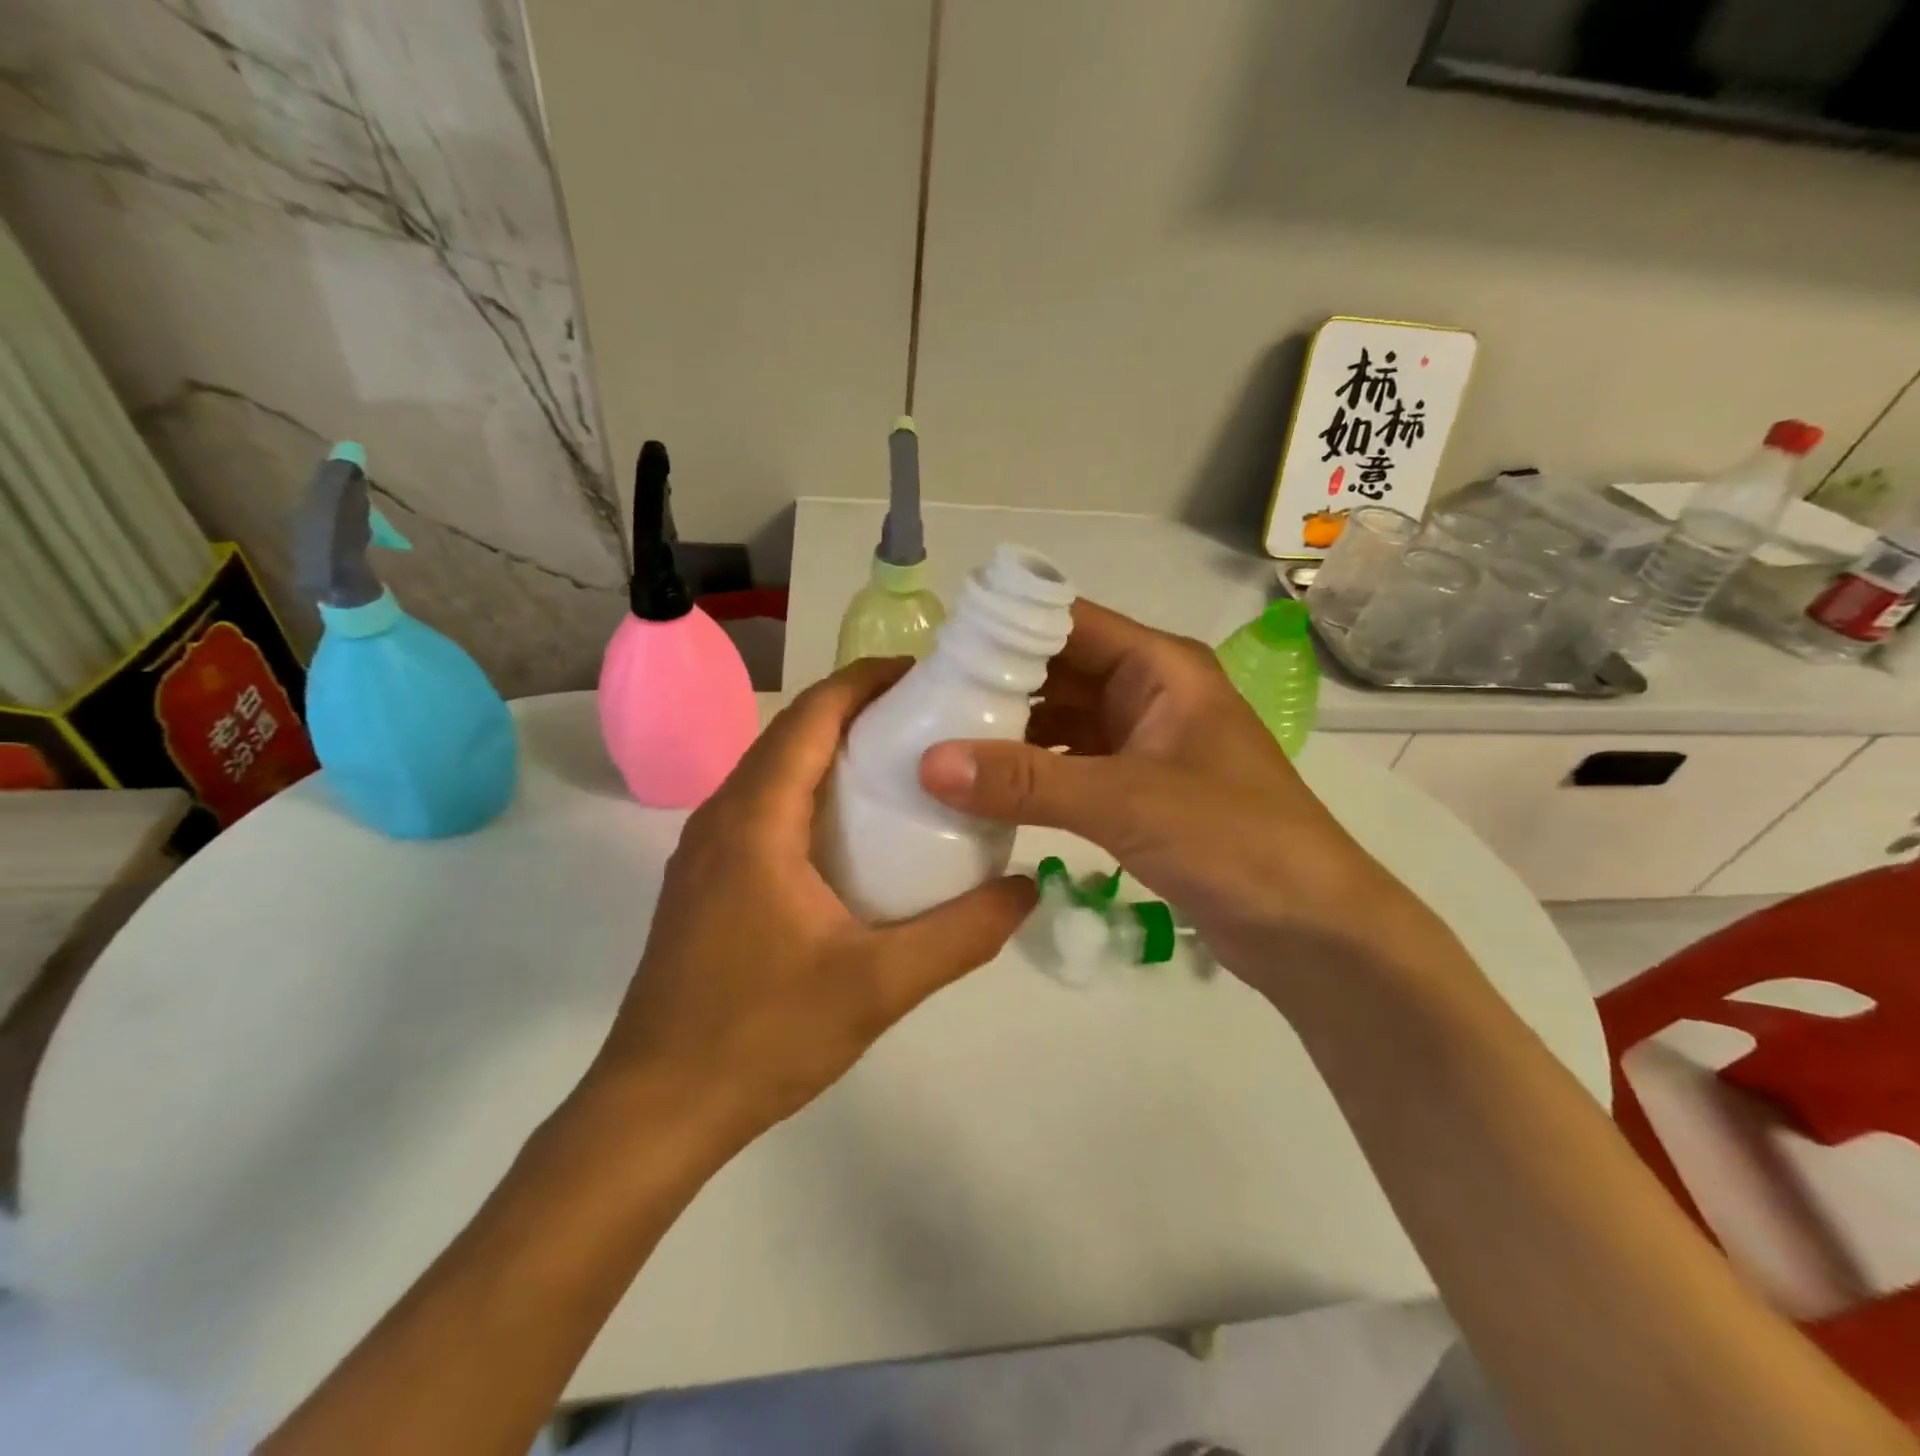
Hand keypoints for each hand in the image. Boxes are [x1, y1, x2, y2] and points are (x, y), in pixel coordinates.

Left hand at [587, 659, 1035, 1142]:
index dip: (868, 680)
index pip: (812, 714)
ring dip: (834, 752)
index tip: (928, 674)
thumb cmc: (762, 1035)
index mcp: (755, 818)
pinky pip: (765, 808)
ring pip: (776, 771)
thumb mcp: (879, 985)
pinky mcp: (706, 882)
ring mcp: (706, 850)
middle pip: (794, 733)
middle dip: (860, 711)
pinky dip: (813, 793)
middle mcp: (722, 816)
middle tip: (933, 719)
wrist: (656, 1109)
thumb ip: (962, 934)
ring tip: (904, 766)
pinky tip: (855, 835)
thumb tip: (1027, 887)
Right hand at [917, 600, 1434, 998]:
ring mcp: (1144, 745)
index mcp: (1160, 667)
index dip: (1003, 628)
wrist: (1312, 930)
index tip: (935, 651)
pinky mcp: (1139, 792)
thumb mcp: (1125, 802)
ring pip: (1062, 722)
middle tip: (923, 703)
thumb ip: (1026, 782)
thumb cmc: (1235, 841)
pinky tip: (985, 791)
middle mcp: (1150, 694)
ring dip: (1010, 734)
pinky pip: (1072, 767)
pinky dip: (1032, 776)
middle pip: (1058, 672)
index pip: (1067, 622)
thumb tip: (927, 763)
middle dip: (996, 685)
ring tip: (939, 744)